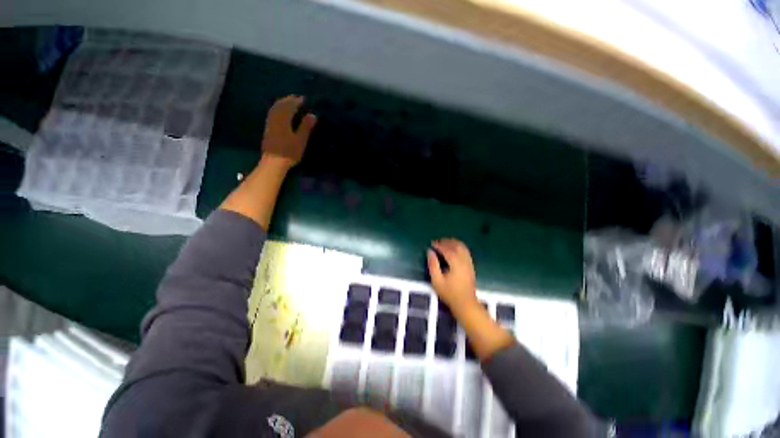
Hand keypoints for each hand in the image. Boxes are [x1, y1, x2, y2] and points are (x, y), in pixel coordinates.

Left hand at [261, 95, 316, 168]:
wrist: (274, 162)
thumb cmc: (289, 152)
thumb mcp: (300, 140)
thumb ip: (306, 127)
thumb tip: (312, 114)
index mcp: (283, 120)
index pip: (290, 106)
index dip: (296, 101)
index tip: (304, 99)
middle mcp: (275, 119)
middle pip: (280, 105)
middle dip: (288, 100)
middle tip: (296, 98)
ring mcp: (270, 124)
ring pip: (274, 109)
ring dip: (281, 103)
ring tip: (288, 102)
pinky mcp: (268, 129)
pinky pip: (272, 114)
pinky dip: (277, 109)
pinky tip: (280, 112)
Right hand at [427, 239, 478, 312]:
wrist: (466, 304)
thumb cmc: (449, 293)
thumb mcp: (437, 281)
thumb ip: (433, 265)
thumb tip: (429, 251)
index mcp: (456, 263)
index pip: (447, 250)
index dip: (439, 245)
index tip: (432, 243)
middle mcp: (464, 261)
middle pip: (456, 246)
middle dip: (446, 242)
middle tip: (437, 242)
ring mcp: (469, 263)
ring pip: (462, 247)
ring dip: (453, 243)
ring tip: (444, 243)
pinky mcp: (471, 266)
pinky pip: (466, 251)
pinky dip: (459, 246)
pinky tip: (454, 248)